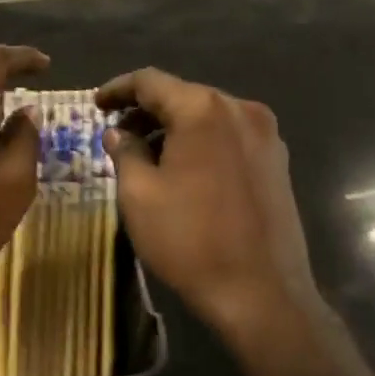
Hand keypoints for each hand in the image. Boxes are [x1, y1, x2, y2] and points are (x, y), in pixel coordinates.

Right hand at [97, 68, 320, 343]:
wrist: (263, 294)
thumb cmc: (191, 241)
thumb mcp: (140, 195)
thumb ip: (125, 152)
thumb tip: (118, 132)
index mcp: (203, 108)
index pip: (151, 81)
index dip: (118, 89)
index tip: (96, 105)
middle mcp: (240, 109)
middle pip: (183, 95)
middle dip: (147, 110)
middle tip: (117, 132)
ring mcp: (266, 134)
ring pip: (208, 116)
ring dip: (175, 127)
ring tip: (147, 152)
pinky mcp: (278, 160)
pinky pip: (230, 136)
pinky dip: (202, 142)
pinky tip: (184, 167)